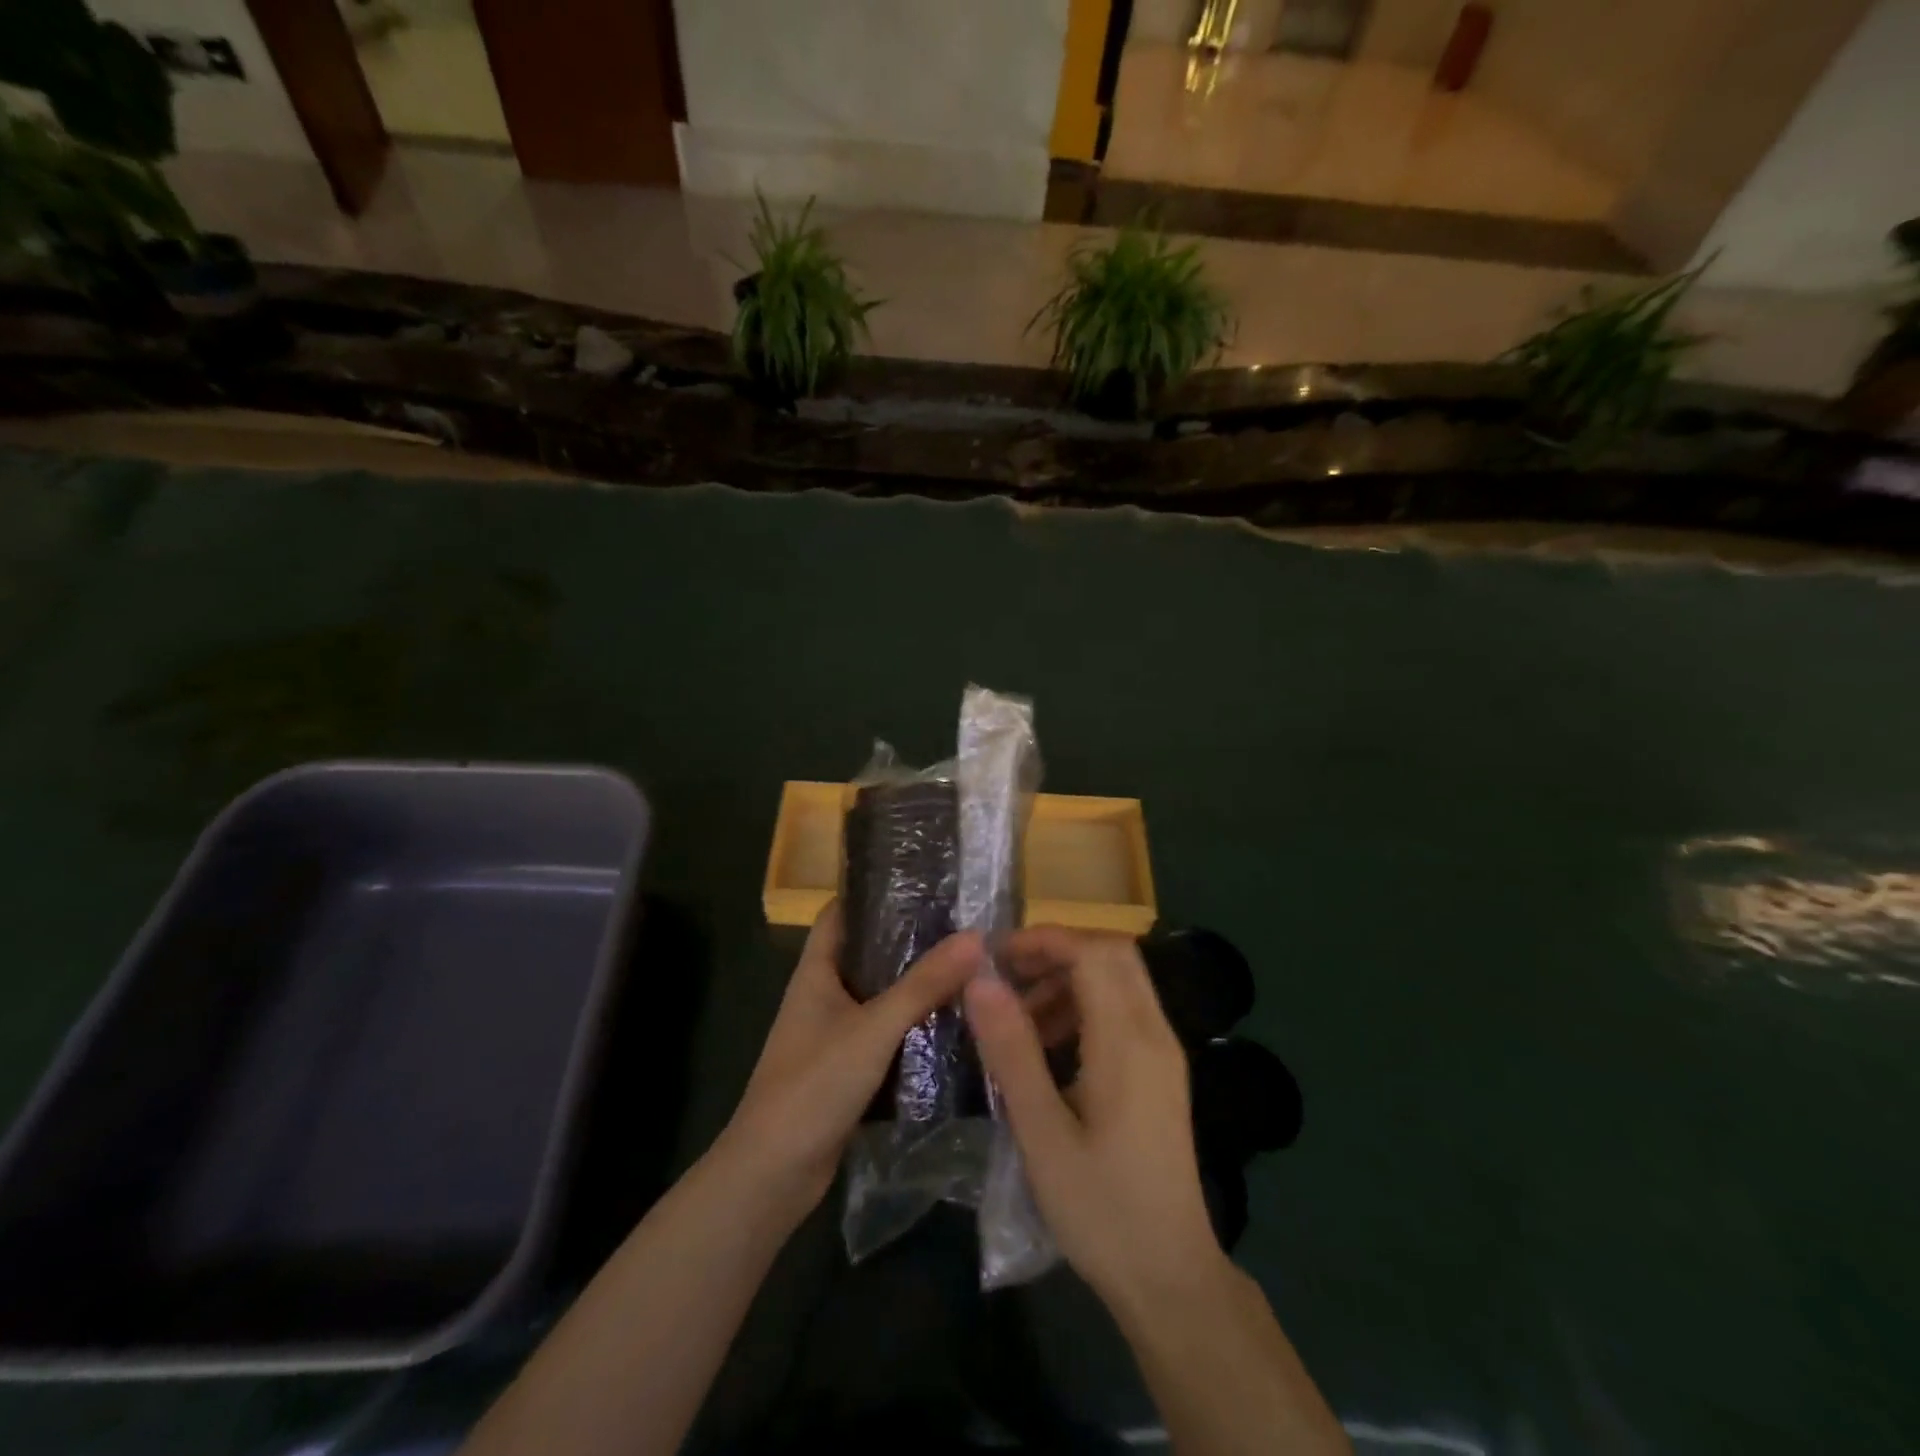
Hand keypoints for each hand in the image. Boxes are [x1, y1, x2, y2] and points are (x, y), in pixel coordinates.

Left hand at [721, 902, 982, 1215]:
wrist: (772, 1174)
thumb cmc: (813, 1085)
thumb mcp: (873, 1029)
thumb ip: (923, 984)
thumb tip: (975, 937)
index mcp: (816, 972)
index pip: (841, 913)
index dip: (874, 892)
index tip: (922, 879)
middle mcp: (823, 995)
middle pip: (867, 952)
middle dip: (909, 938)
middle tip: (962, 923)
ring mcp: (834, 1033)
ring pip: (880, 995)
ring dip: (915, 984)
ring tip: (967, 964)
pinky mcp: (847, 1068)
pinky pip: (885, 1034)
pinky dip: (913, 1025)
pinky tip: (953, 1021)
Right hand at [965, 927, 1225, 1313]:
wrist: (1171, 1276)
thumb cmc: (1101, 1209)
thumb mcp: (1043, 1133)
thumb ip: (1012, 1051)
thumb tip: (981, 981)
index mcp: (1128, 1042)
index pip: (1093, 952)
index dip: (1044, 940)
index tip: (995, 958)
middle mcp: (1154, 1033)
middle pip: (1112, 954)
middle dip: (1056, 951)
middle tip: (1005, 977)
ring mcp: (1163, 1052)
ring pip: (1119, 980)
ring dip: (1068, 980)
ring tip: (1018, 1017)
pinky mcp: (1161, 1072)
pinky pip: (1123, 1011)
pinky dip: (1084, 1007)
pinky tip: (1049, 1046)